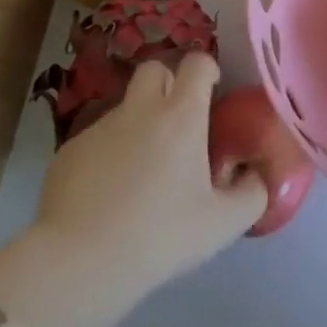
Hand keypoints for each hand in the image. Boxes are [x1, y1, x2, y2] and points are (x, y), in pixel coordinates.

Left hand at [31, 51, 266, 296]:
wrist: (77, 263)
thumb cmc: (159, 236)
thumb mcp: (223, 224)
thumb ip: (253, 194)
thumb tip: (257, 176)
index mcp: (181, 115)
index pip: (197, 62)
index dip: (208, 71)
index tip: (213, 94)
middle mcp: (140, 108)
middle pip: (156, 68)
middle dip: (169, 84)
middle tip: (179, 121)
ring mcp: (100, 127)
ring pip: (126, 107)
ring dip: (139, 123)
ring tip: (143, 170)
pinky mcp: (69, 151)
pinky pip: (98, 139)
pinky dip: (109, 154)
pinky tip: (108, 195)